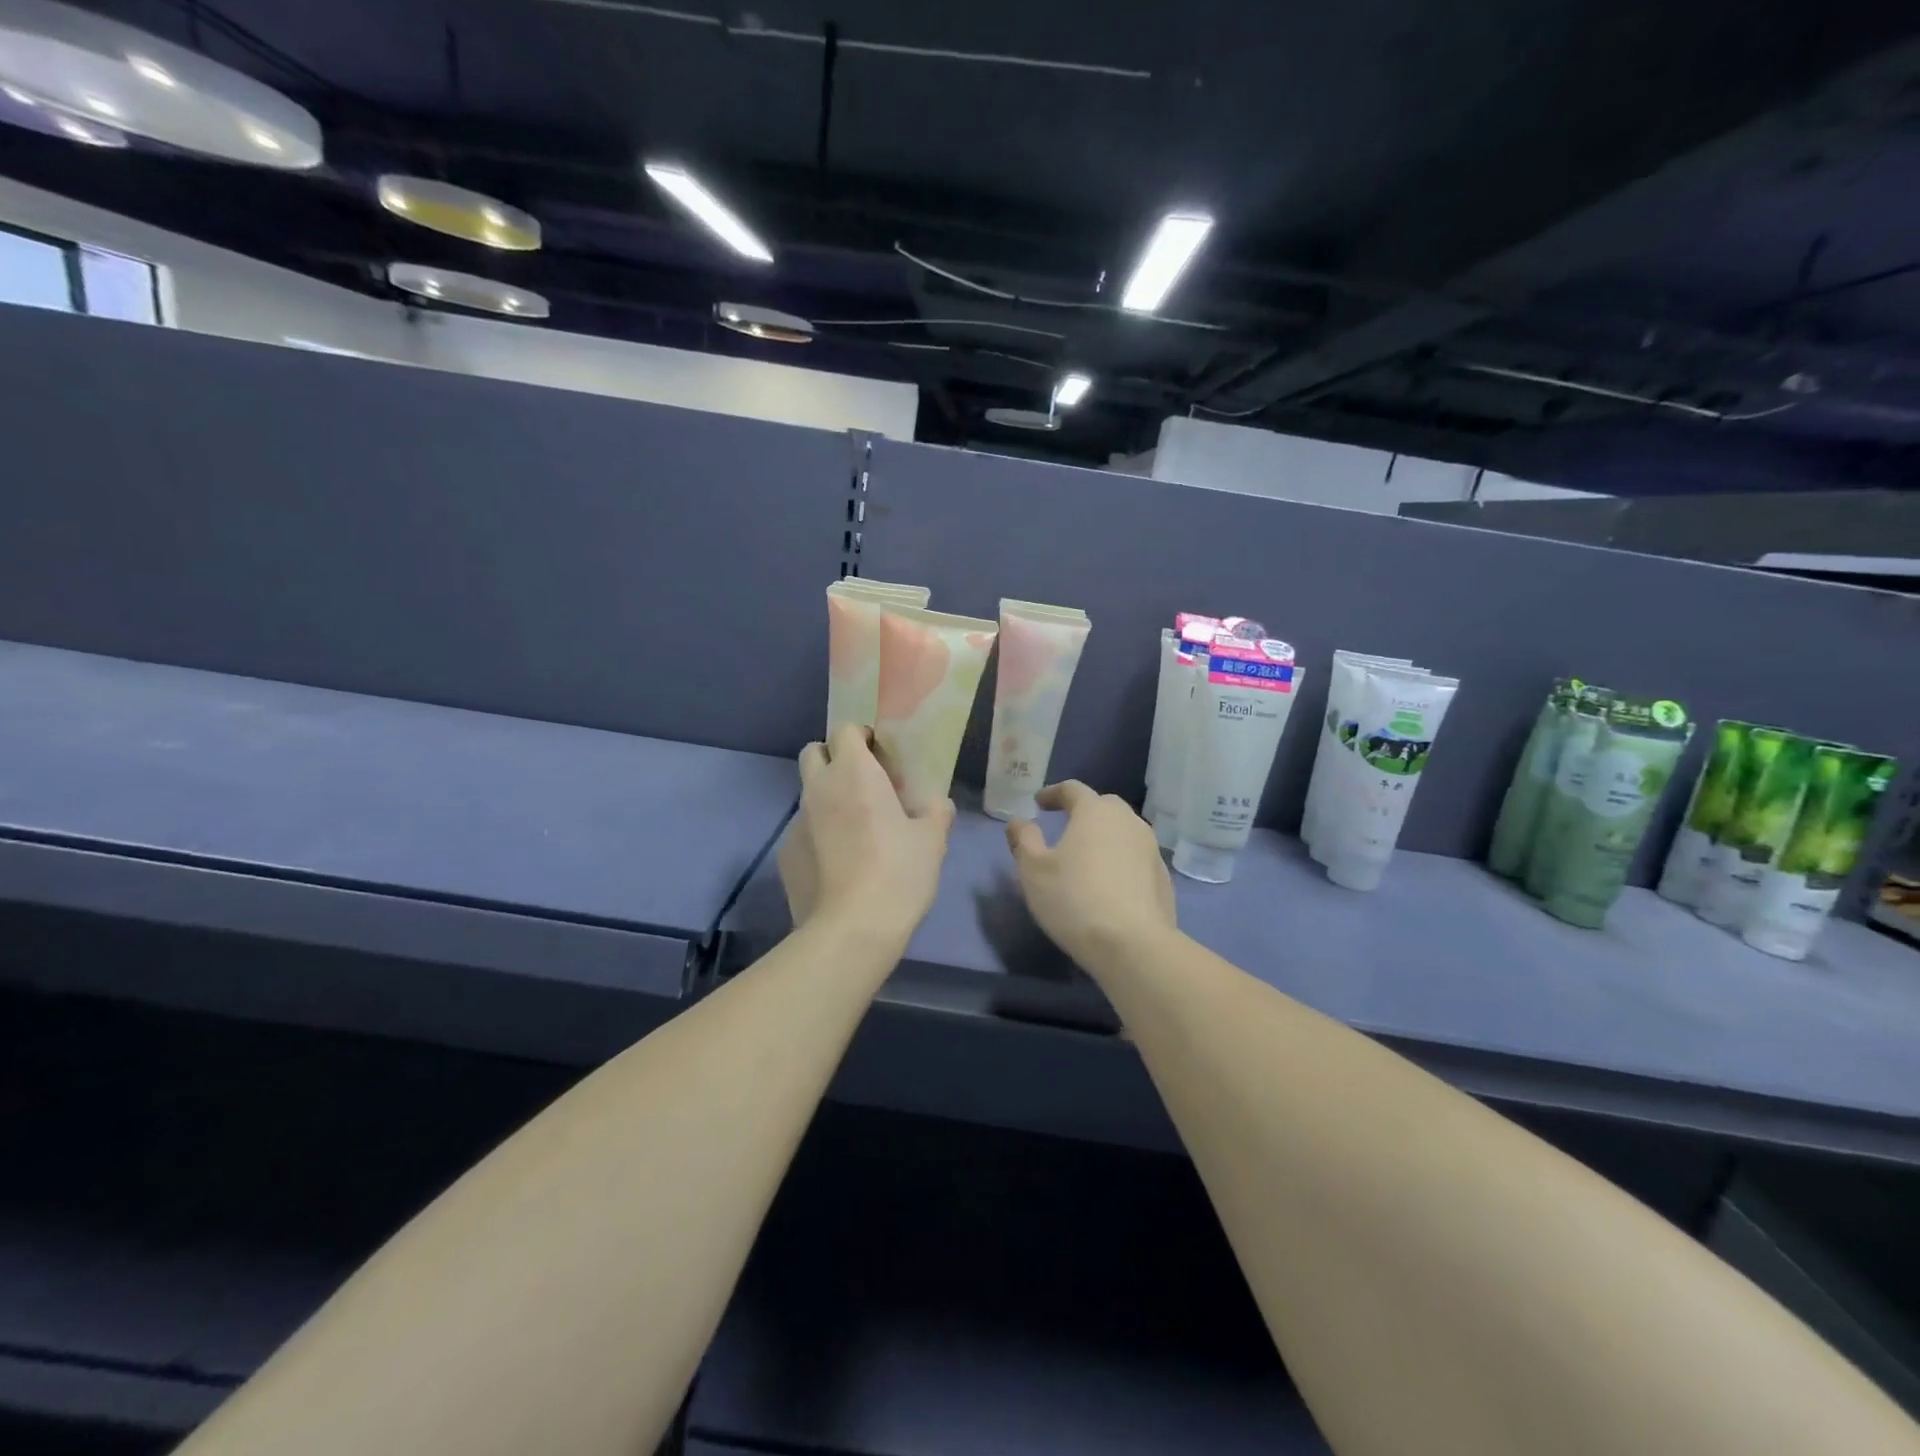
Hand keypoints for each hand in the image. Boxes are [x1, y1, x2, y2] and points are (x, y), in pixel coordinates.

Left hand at [779, 724, 953, 950]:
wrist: (851, 929)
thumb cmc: (898, 873)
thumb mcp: (932, 840)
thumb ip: (935, 811)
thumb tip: (935, 803)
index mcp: (854, 773)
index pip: (845, 730)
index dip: (861, 738)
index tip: (879, 756)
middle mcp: (819, 788)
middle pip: (813, 752)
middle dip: (833, 758)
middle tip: (860, 783)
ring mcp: (796, 821)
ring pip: (807, 794)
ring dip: (826, 798)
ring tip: (851, 829)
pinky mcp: (785, 853)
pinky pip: (802, 831)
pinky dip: (817, 835)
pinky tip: (836, 863)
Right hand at [1006, 781, 1177, 970]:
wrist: (1133, 945)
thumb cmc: (1074, 900)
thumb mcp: (1033, 870)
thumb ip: (1023, 840)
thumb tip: (1018, 821)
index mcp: (1095, 812)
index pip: (1073, 789)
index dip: (1053, 793)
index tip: (1039, 803)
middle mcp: (1128, 821)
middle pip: (1104, 806)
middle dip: (1083, 811)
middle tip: (1065, 826)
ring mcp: (1151, 849)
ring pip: (1124, 832)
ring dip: (1105, 837)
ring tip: (1088, 856)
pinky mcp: (1163, 878)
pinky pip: (1137, 859)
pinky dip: (1121, 862)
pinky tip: (1110, 884)